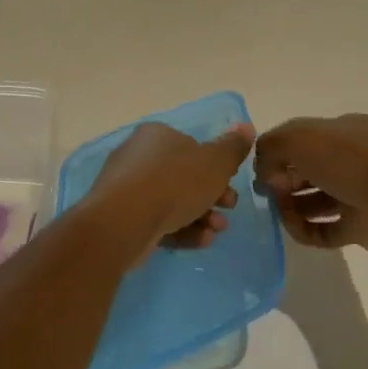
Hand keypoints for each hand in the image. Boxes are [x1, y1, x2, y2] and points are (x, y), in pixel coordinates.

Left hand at [87, 121, 254, 261]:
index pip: (191, 147)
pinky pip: (157, 221)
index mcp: (157, 135)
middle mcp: (138, 157)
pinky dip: (181, 230)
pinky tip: (201, 241)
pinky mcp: (122, 218)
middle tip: (228, 209)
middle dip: (211, 196)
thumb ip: (232, 147)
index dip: (215, 167)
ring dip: (201, 216)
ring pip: (171, 201)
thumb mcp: (215, 163)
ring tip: (216, 231)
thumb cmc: (174, 182)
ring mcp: (127, 188)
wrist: (124, 220)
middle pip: (183, 176)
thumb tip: (246, 126)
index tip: (231, 184)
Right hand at [255, 114, 367, 255]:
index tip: (262, 167)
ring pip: (316, 201)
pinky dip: (306, 231)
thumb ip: (271, 146)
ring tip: (279, 211)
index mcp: (346, 131)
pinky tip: (295, 228)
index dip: (280, 151)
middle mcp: (354, 160)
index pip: (305, 138)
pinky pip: (325, 231)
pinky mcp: (361, 228)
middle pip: (308, 169)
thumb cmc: (351, 159)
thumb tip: (265, 172)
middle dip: (284, 179)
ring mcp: (359, 195)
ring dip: (291, 207)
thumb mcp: (300, 137)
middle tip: (269, 191)